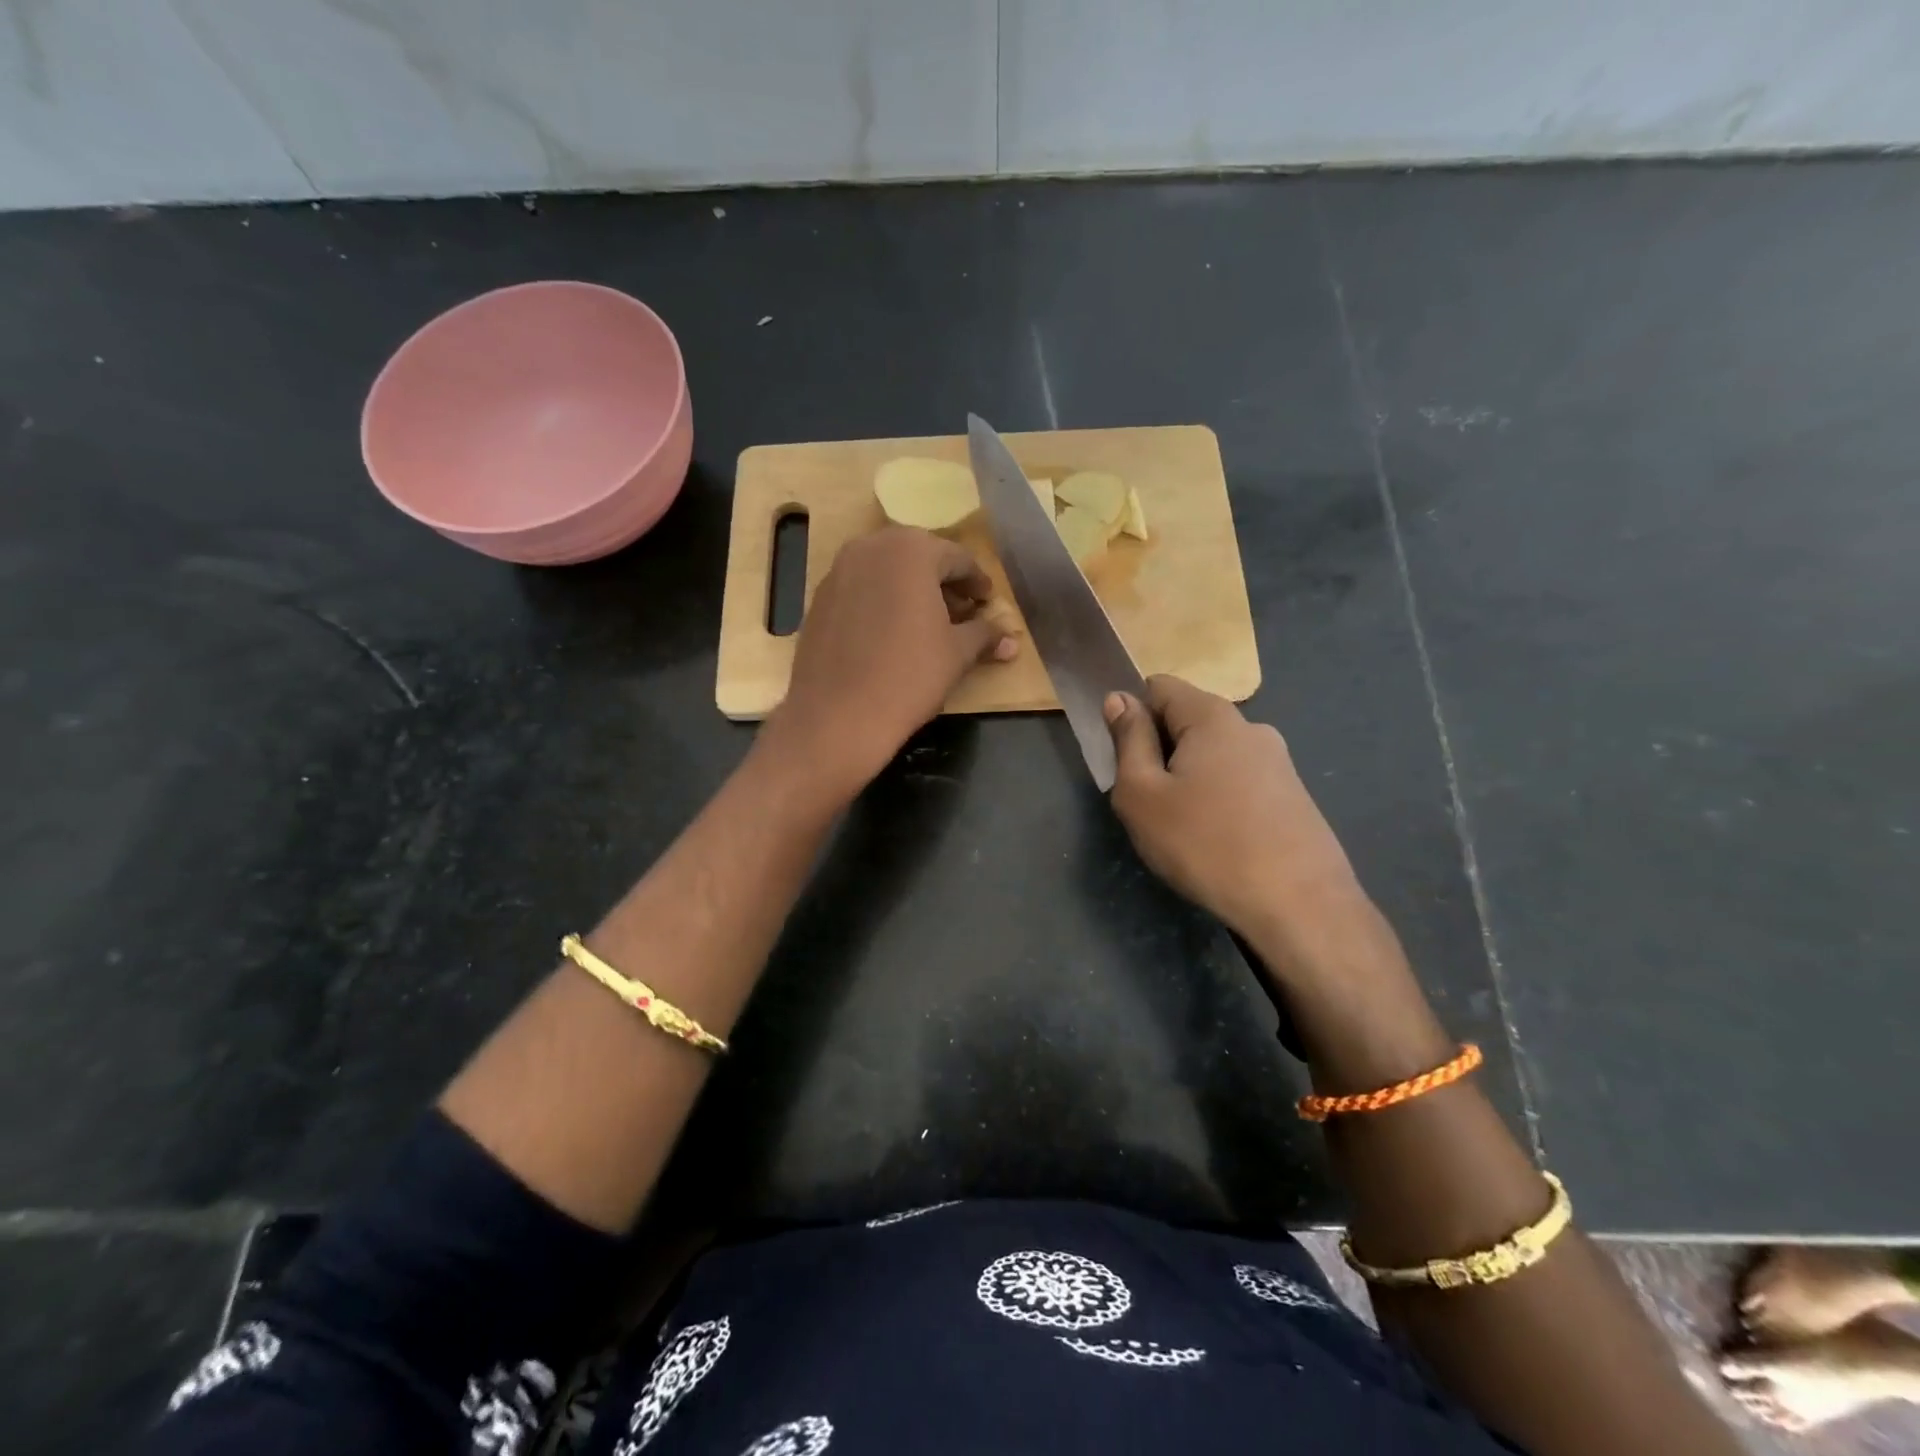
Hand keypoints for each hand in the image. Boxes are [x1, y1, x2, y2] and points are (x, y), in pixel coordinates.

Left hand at [763, 526, 1015, 802]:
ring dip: (911, 590)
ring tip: (928, 624)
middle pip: (919, 558)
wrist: (837, 716)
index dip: (977, 582)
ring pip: (886, 571)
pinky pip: (861, 589)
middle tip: (961, 611)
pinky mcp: (819, 598)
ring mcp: (839, 571)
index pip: (957, 558)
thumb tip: (1012, 640)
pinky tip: (891, 633)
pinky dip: (881, 601)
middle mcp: (871, 548)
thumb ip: (985, 635)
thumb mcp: (957, 654)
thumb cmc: (909, 676)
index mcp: (911, 551)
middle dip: (943, 582)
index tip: (987, 603)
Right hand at [1105, 675, 1378, 981]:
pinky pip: (1238, 782)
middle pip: (1187, 720)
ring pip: (1212, 756)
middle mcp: (1251, 727)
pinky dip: (1217, 800)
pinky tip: (1216, 842)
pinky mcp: (1293, 796)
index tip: (1122, 758)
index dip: (1131, 713)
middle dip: (1159, 751)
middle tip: (1146, 801)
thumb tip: (1119, 699)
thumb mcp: (1142, 794)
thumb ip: (1128, 740)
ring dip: (1187, 779)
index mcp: (1212, 716)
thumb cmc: (1205, 844)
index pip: (1158, 686)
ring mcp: (1278, 762)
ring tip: (1181, 828)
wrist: (1299, 906)